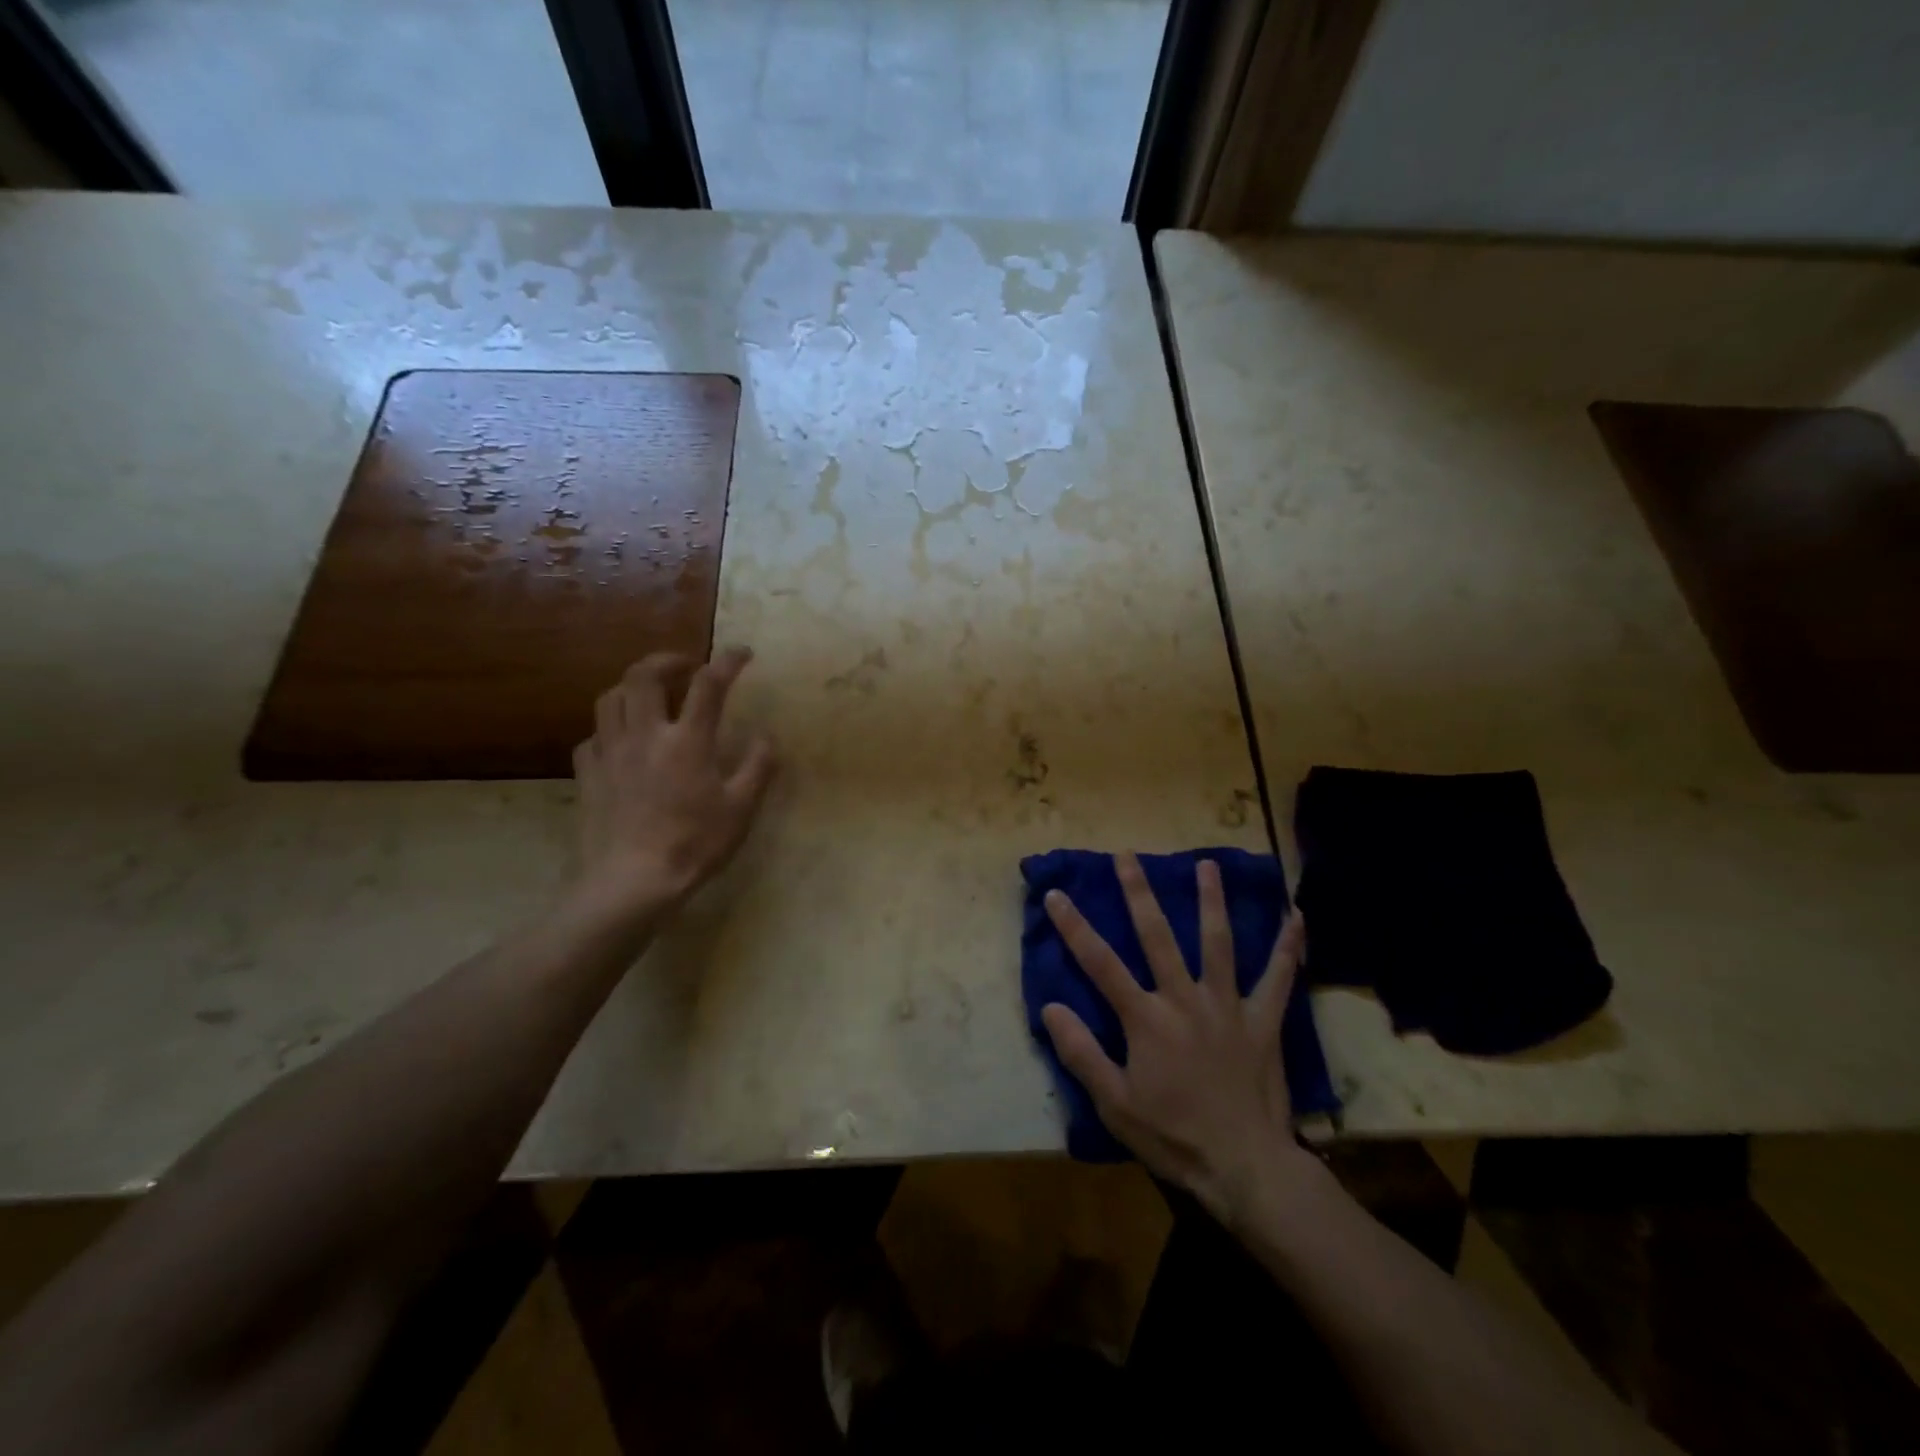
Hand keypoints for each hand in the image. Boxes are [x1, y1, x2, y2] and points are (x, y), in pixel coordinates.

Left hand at [569, 648, 776, 926]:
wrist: (632, 882)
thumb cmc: (695, 844)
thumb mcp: (741, 809)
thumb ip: (758, 767)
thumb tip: (767, 736)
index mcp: (687, 741)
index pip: (708, 684)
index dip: (727, 661)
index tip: (742, 652)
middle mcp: (645, 735)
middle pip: (644, 675)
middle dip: (666, 660)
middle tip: (684, 665)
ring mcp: (611, 753)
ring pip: (610, 698)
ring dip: (632, 687)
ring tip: (649, 696)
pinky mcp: (588, 775)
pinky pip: (592, 737)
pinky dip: (609, 730)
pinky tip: (620, 743)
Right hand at [1041, 853, 1311, 1224]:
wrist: (1245, 1167)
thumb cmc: (1173, 1136)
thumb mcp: (1114, 1104)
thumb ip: (1081, 1053)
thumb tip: (1050, 1006)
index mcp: (1146, 1019)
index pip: (1100, 963)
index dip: (1074, 927)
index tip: (1056, 894)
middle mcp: (1184, 999)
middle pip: (1157, 936)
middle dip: (1139, 892)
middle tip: (1127, 855)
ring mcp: (1227, 1006)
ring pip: (1218, 943)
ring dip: (1210, 901)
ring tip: (1206, 864)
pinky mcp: (1262, 1021)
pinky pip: (1278, 978)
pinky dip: (1288, 947)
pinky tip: (1297, 917)